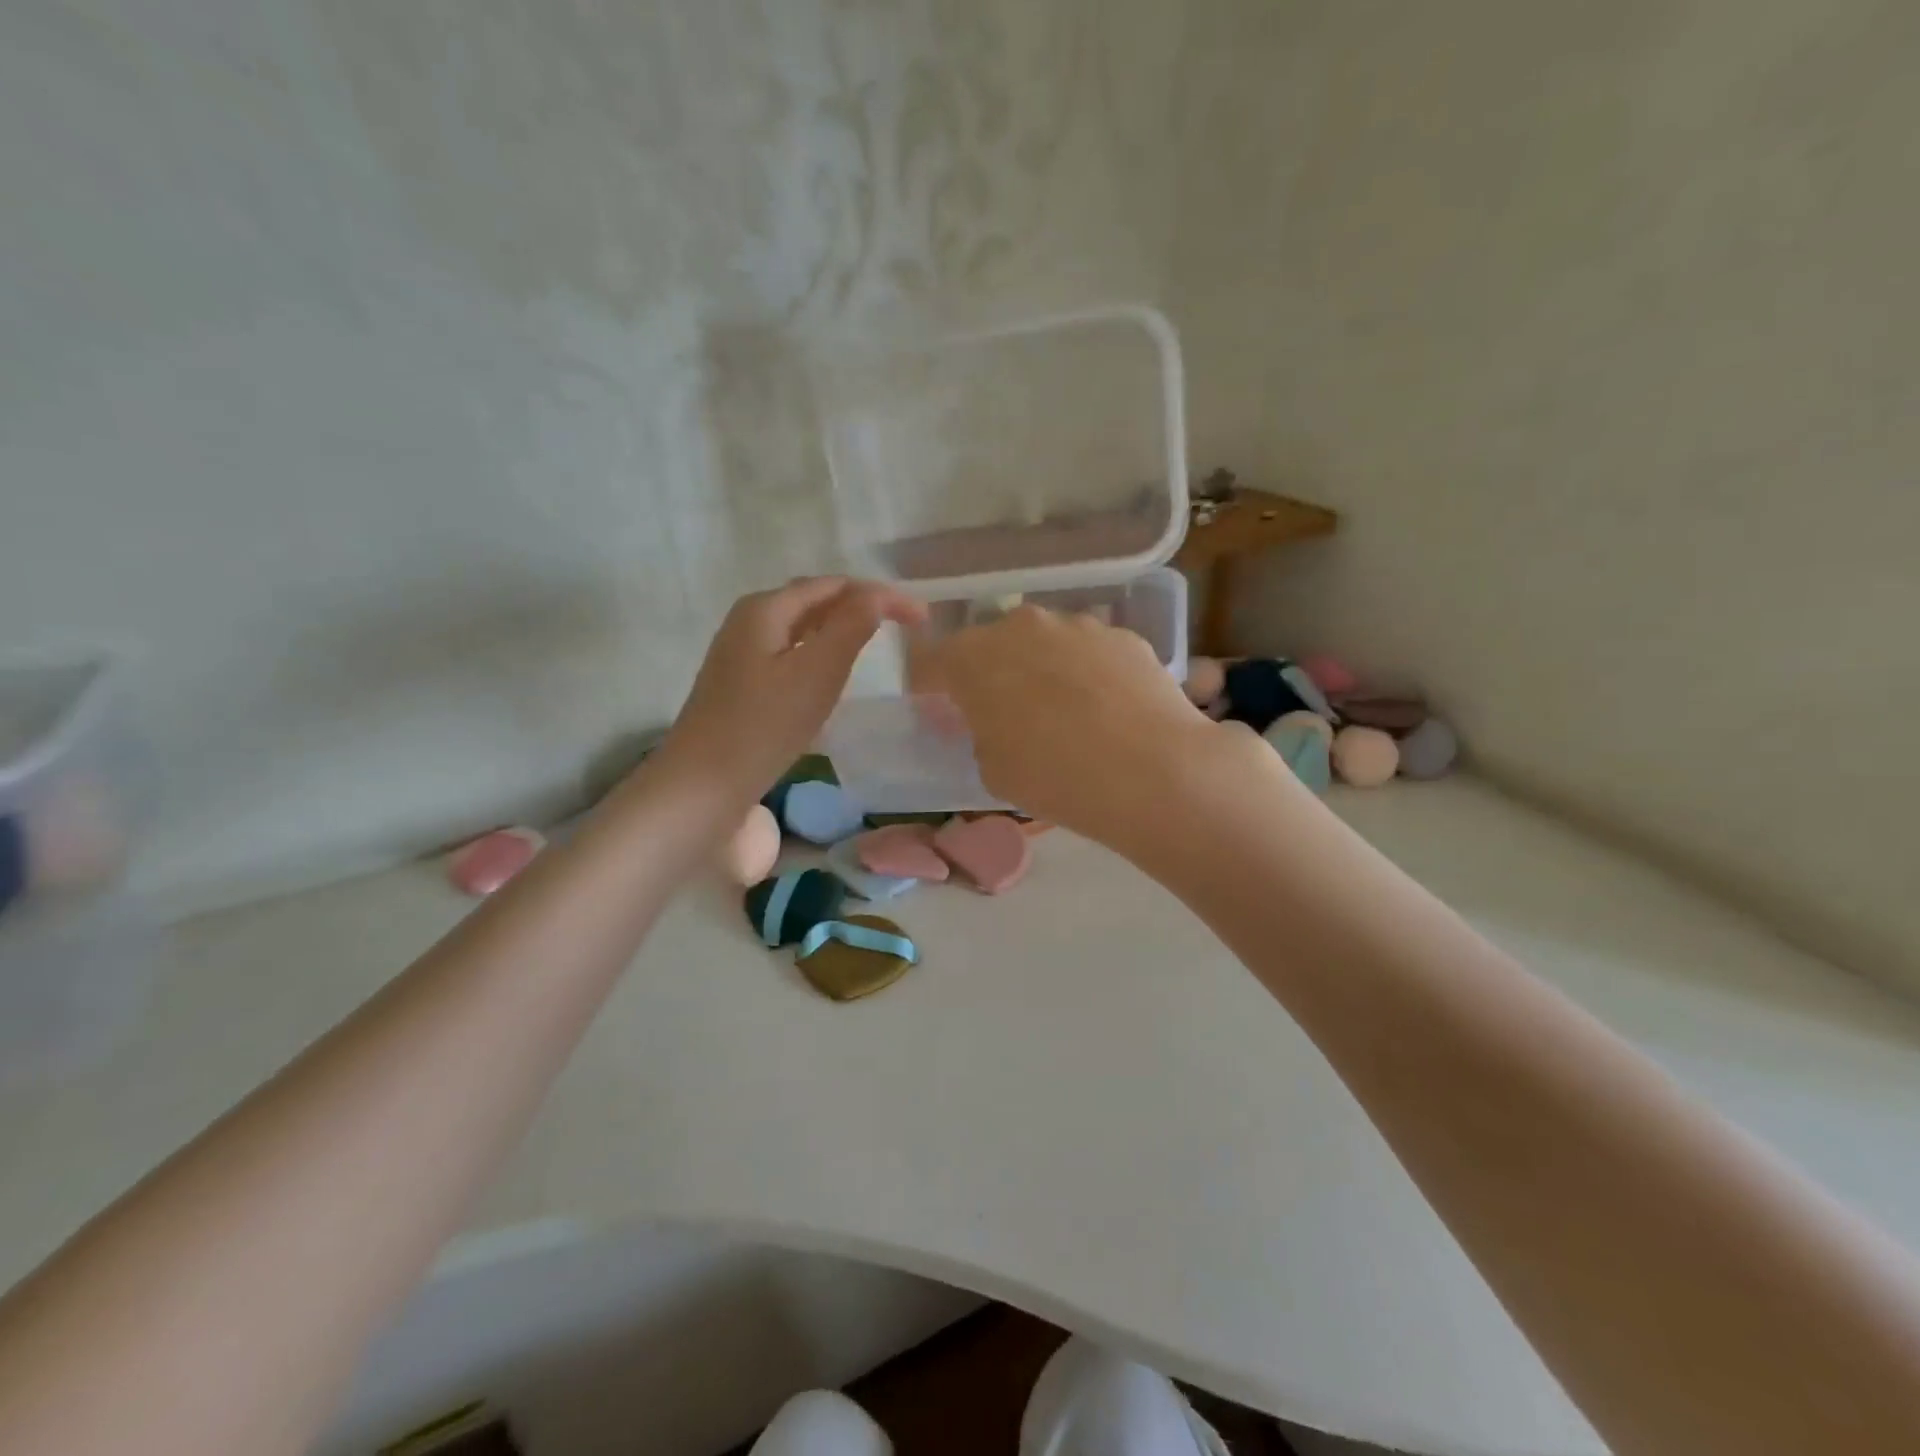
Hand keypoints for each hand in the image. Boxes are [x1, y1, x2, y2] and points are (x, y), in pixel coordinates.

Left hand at [653, 577, 926, 804]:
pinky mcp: (741, 686)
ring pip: (802, 629)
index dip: (882, 595)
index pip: (835, 586)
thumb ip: (850, 628)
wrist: (704, 786)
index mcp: (766, 608)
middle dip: (861, 606)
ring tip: (875, 642)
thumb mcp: (816, 673)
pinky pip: (790, 654)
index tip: (923, 620)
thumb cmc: (763, 726)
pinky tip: (831, 676)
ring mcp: (741, 654)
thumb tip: (877, 596)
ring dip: (841, 629)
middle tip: (904, 626)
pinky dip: (820, 654)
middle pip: (815, 600)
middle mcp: (749, 621)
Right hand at [912, 605, 1224, 848]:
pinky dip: (1087, 673)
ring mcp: (1076, 625)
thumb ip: (980, 733)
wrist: (1154, 771)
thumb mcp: (993, 769)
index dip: (927, 683)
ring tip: (1064, 711)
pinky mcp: (1122, 635)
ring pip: (1044, 642)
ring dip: (1041, 668)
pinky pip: (1089, 651)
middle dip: (989, 672)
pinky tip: (1107, 709)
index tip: (934, 703)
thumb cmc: (1055, 777)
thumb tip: (993, 720)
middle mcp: (1020, 627)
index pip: (930, 661)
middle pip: (990, 644)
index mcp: (973, 658)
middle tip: (1002, 710)